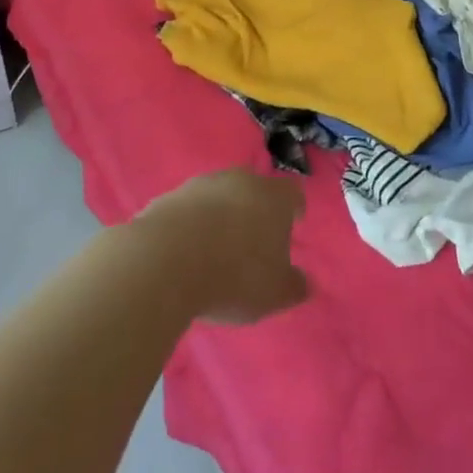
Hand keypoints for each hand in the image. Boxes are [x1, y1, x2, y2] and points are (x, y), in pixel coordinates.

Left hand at [135, 169, 310, 325]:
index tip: (294, 222)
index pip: (293, 193)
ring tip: (217, 248)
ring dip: (222, 215)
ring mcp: (203, 184)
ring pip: (220, 195)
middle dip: (256, 210)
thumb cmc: (235, 274)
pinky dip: (192, 224)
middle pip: (255, 189)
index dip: (294, 208)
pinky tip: (187, 251)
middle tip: (254, 239)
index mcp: (273, 197)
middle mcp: (241, 180)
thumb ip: (294, 286)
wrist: (167, 260)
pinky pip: (190, 209)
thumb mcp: (274, 293)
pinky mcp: (170, 196)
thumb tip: (305, 282)